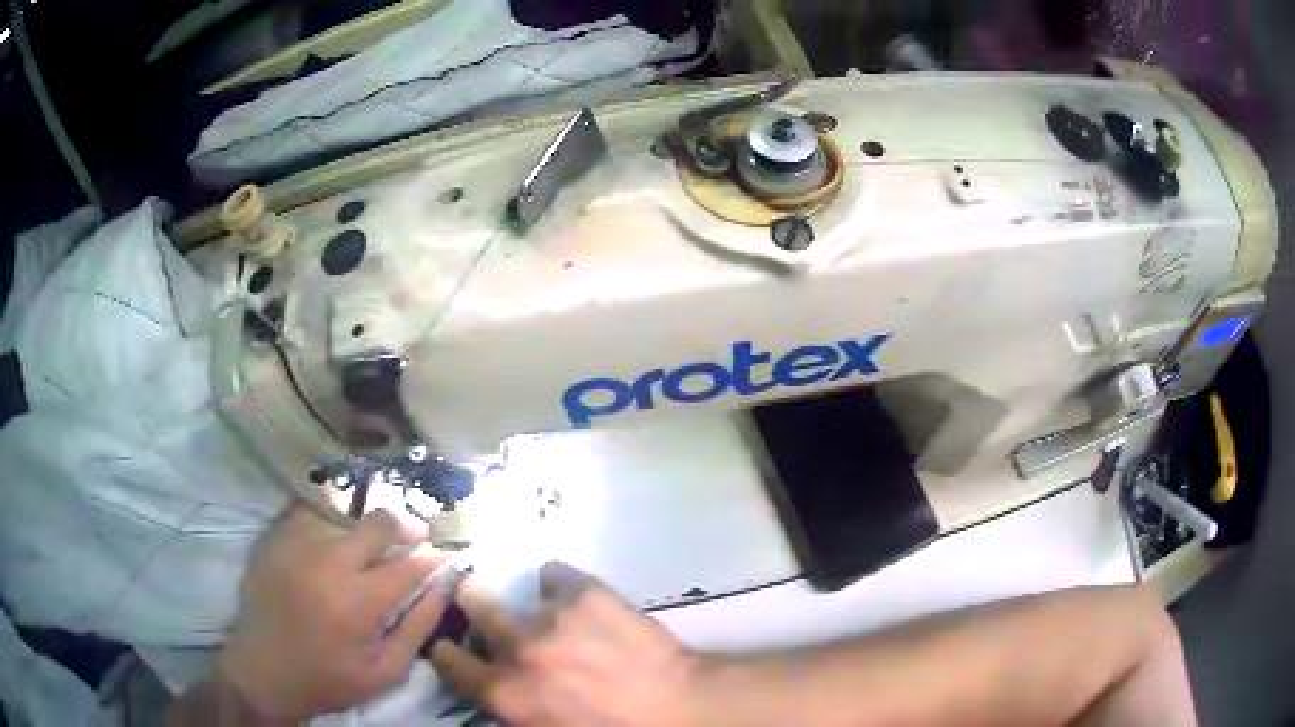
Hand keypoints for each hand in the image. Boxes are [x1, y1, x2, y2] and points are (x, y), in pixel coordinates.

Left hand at [215, 504, 452, 721]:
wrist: (263, 670)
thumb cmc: (329, 678)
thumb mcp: (386, 670)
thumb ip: (419, 625)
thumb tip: (444, 584)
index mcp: (358, 601)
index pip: (409, 565)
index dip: (432, 558)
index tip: (442, 557)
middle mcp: (327, 562)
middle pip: (378, 522)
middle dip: (405, 527)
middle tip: (413, 537)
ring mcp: (295, 544)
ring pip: (344, 513)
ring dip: (363, 528)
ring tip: (366, 547)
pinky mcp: (273, 537)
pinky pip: (307, 510)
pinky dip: (326, 519)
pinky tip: (330, 540)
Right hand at [430, 562, 700, 726]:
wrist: (677, 707)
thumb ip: (508, 705)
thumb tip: (489, 682)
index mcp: (505, 692)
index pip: (447, 660)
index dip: (447, 651)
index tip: (452, 646)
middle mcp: (518, 648)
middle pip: (472, 604)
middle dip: (471, 604)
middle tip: (481, 606)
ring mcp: (551, 616)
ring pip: (513, 590)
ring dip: (524, 606)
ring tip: (548, 616)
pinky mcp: (585, 591)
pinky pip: (554, 575)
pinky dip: (560, 587)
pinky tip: (578, 603)